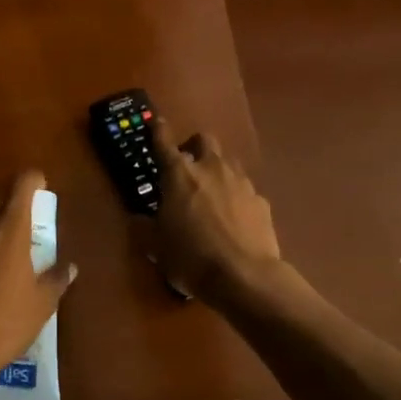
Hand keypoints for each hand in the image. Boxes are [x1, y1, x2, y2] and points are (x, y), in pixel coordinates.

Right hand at [146, 115, 283, 303]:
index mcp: (179, 175)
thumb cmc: (190, 257)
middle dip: (194, 147)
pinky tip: (234, 220)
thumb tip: (138, 219)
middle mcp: (211, 169)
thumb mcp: (156, 247)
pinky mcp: (261, 202)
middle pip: (204, 140)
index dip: (158, 131)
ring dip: (217, 170)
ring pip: (228, 162)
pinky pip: (245, 190)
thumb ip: (144, 227)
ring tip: (211, 193)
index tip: (156, 122)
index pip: (164, 143)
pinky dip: (236, 198)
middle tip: (186, 167)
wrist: (244, 277)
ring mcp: (241, 183)